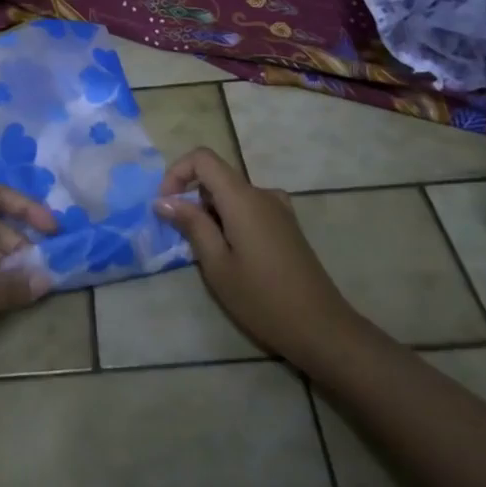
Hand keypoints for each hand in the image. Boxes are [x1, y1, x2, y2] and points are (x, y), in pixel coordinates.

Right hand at [153, 148, 358, 372]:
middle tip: (182, 239)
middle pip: (217, 176)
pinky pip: (249, 208)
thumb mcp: (217, 265)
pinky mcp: (287, 225)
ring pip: (232, 194)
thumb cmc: (262, 299)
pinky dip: (230, 220)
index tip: (166, 205)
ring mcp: (279, 208)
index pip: (203, 158)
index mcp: (243, 198)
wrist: (321, 328)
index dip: (177, 172)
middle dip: (192, 198)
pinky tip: (232, 255)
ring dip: (210, 213)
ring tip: (208, 254)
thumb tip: (164, 199)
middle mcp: (262, 194)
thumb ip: (191, 225)